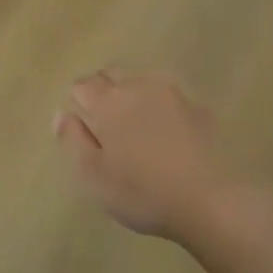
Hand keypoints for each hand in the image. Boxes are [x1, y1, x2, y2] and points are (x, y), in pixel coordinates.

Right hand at [54, 67, 238, 242]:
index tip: (82, 123)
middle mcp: (138, 86)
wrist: (211, 199)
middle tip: (104, 121)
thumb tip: (62, 114)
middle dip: (103, 89)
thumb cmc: (142, 192)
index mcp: (108, 102)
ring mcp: (172, 93)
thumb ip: (72, 140)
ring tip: (134, 121)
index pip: (83, 85)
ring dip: (132, 91)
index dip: (78, 100)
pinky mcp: (198, 106)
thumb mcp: (93, 175)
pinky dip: (158, 103)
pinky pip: (169, 93)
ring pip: (142, 79)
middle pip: (112, 73)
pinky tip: (163, 127)